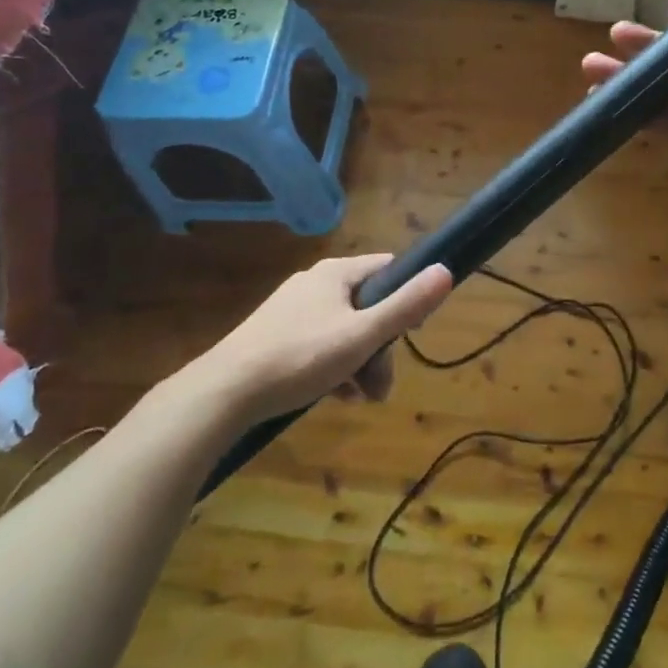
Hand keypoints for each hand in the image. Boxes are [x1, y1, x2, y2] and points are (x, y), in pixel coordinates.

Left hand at [191, 255, 453, 424]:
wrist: (222, 394)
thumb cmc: (299, 358)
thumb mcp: (362, 336)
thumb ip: (406, 306)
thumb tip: (445, 270)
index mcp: (336, 273)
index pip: (387, 269)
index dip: (407, 295)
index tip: (413, 331)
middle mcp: (314, 283)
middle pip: (366, 306)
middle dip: (380, 346)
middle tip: (380, 386)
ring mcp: (290, 310)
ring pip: (342, 329)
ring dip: (358, 361)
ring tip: (357, 398)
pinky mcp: (272, 336)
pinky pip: (317, 344)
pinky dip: (332, 366)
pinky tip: (331, 396)